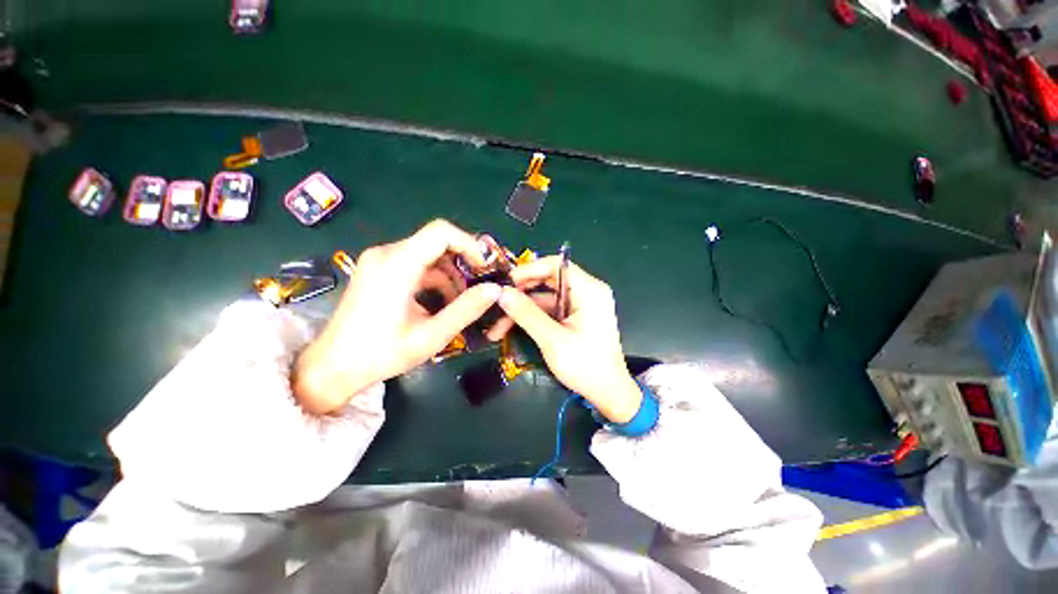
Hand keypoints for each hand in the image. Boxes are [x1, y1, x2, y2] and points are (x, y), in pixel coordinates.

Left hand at [293, 220, 500, 414]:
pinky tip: (442, 302)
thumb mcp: (431, 336)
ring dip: (451, 273)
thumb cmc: (381, 354)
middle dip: (463, 262)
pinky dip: (435, 279)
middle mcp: (386, 254)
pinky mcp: (379, 271)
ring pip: (428, 254)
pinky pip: (416, 265)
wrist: (332, 367)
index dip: (469, 244)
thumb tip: (495, 290)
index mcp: (397, 265)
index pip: (441, 232)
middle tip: (481, 285)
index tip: (485, 267)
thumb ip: (466, 310)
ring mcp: (380, 261)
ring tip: (463, 301)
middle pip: (436, 242)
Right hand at [493, 257, 642, 422]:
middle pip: (547, 280)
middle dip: (520, 293)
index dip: (528, 270)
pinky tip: (509, 327)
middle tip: (496, 304)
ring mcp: (580, 304)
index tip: (505, 283)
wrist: (607, 393)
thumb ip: (526, 314)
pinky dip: (531, 317)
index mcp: (589, 290)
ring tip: (496, 326)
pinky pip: (549, 309)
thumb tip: (501, 293)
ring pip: (544, 297)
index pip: (555, 265)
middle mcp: (586, 291)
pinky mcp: (574, 316)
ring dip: (521, 309)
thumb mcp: (552, 339)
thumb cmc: (585, 365)